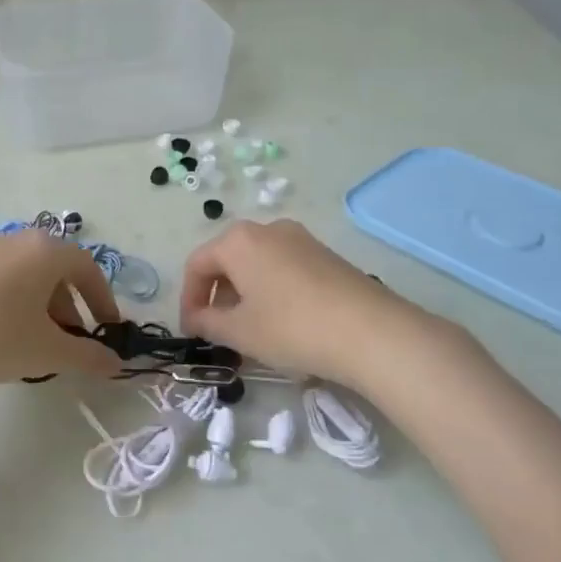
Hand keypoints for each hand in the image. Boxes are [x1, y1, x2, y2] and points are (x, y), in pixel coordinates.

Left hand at [0, 231, 123, 387]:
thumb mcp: (48, 351)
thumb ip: (87, 356)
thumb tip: (115, 363)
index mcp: (45, 250)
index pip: (87, 268)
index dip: (102, 299)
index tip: (107, 329)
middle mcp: (17, 239)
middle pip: (56, 269)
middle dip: (70, 306)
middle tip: (71, 341)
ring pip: (27, 274)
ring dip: (42, 305)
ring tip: (38, 342)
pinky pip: (1, 278)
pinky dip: (15, 301)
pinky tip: (4, 334)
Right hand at [179, 219, 455, 384]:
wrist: (372, 332)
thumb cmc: (291, 328)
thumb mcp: (239, 332)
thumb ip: (207, 323)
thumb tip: (196, 319)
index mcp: (238, 241)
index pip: (197, 265)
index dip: (188, 299)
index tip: (191, 331)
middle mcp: (268, 229)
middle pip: (227, 260)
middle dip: (217, 296)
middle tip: (219, 332)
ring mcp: (301, 239)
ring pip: (257, 264)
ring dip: (245, 295)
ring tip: (251, 331)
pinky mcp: (326, 255)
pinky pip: (284, 268)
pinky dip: (272, 291)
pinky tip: (284, 323)